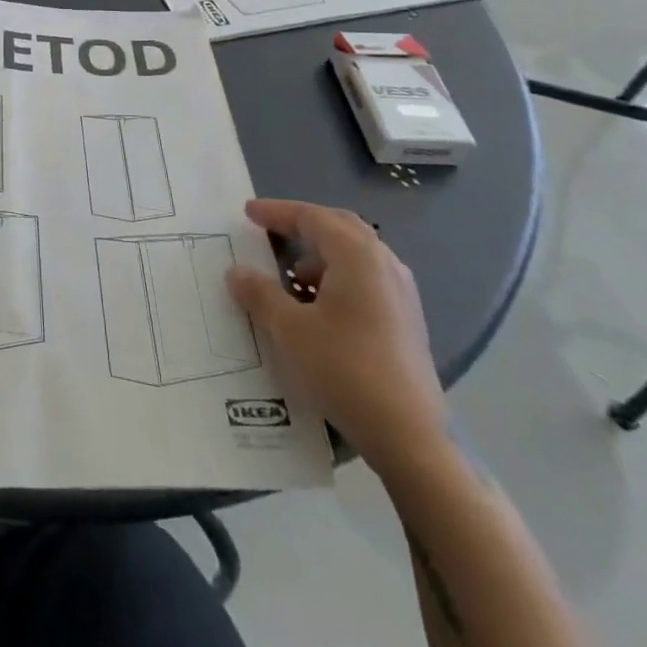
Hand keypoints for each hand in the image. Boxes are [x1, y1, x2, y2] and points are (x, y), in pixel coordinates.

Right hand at [226, 200, 446, 472]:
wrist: (410, 434)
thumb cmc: (345, 369)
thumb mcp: (289, 329)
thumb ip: (260, 294)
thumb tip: (237, 271)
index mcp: (357, 255)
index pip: (312, 217)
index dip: (277, 212)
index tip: (248, 213)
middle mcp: (384, 263)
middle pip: (340, 227)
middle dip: (303, 224)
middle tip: (271, 230)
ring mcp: (401, 292)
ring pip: (356, 254)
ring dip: (321, 255)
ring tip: (292, 277)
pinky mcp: (407, 319)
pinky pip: (366, 278)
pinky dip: (338, 277)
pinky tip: (320, 307)